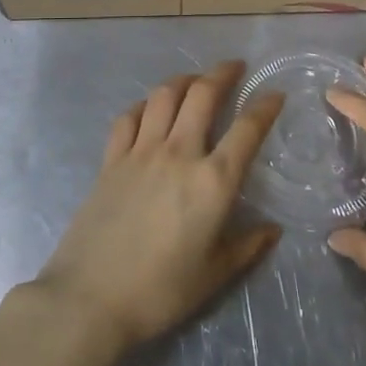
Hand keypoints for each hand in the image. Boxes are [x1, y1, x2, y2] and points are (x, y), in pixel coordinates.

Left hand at [32, 61, 283, 354]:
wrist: (90, 297)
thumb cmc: (160, 291)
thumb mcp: (214, 275)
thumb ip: (247, 246)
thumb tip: (273, 230)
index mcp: (213, 181)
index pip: (247, 129)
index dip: (265, 106)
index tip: (275, 94)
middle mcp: (179, 154)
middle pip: (202, 95)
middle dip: (222, 74)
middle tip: (234, 67)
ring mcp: (140, 152)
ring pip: (163, 96)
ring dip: (183, 80)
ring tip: (194, 81)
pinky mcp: (111, 160)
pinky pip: (128, 118)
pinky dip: (143, 106)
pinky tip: (148, 110)